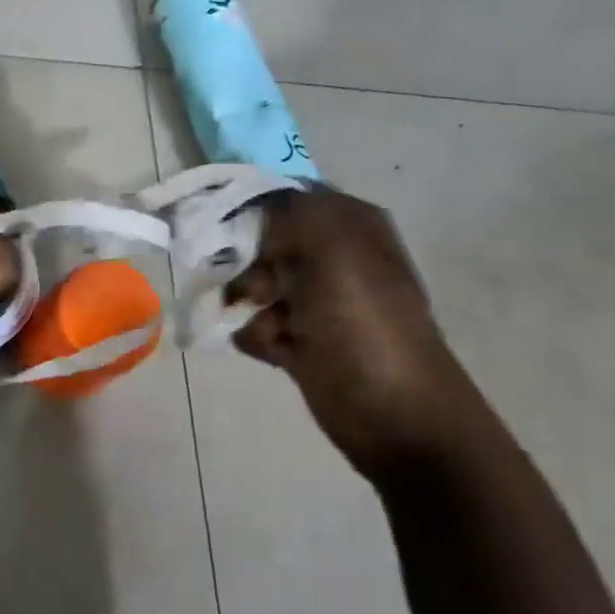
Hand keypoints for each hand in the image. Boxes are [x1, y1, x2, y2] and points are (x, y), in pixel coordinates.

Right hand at [229, 186, 475, 470]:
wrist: (396, 416)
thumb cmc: (365, 327)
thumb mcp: (333, 251)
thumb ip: (291, 212)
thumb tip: (253, 204)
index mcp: (350, 225)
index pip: (286, 197)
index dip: (250, 207)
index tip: (218, 224)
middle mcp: (332, 257)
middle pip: (263, 241)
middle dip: (246, 261)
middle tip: (250, 280)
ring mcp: (317, 301)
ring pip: (255, 284)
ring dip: (248, 301)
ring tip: (268, 324)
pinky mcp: (301, 340)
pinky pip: (257, 325)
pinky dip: (257, 336)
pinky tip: (274, 350)